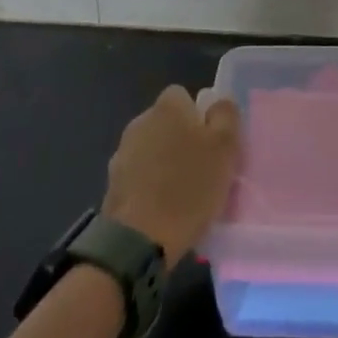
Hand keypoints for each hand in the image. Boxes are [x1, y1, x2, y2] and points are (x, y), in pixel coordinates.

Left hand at [102, 86, 240, 267]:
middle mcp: (140, 121)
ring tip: (182, 193)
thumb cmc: (188, 188)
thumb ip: (226, 115)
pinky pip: (139, 176)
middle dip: (181, 139)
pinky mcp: (111, 185)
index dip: (199, 116)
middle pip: (167, 123)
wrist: (137, 241)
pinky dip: (149, 186)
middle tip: (201, 169)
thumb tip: (219, 103)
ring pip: (152, 149)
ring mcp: (122, 154)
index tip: (210, 142)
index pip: (183, 96)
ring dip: (164, 163)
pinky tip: (161, 209)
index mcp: (167, 107)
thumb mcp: (224, 148)